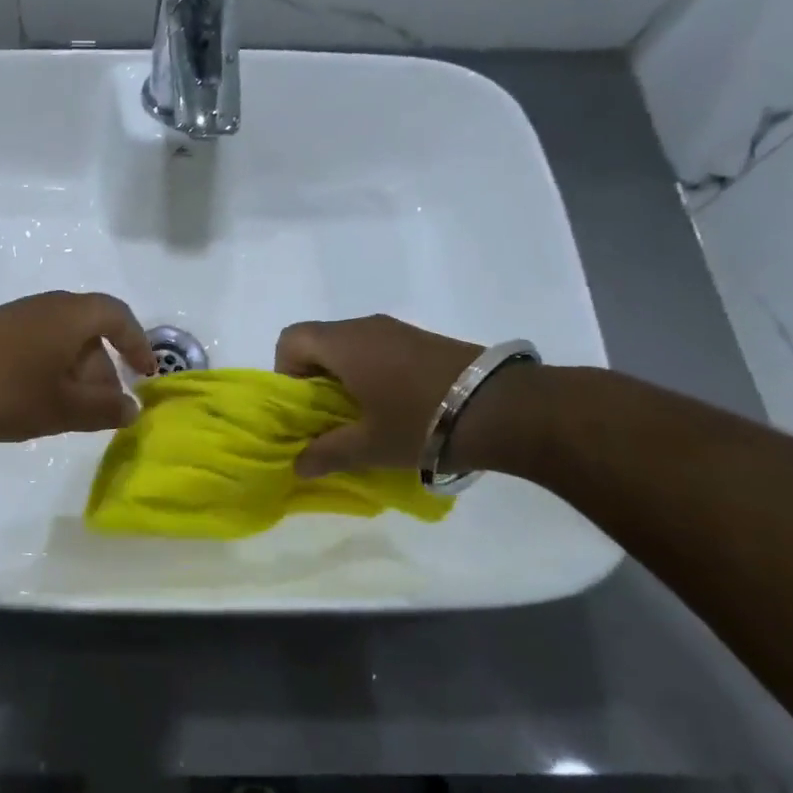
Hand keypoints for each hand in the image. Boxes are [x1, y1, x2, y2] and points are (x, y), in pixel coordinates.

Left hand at [0, 292, 155, 441]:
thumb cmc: (2, 392)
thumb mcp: (61, 409)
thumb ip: (103, 410)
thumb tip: (133, 408)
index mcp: (70, 315)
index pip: (118, 317)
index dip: (138, 344)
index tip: (146, 374)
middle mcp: (46, 307)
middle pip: (90, 332)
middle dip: (104, 371)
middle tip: (106, 410)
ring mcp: (17, 318)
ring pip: (63, 342)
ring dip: (77, 375)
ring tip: (73, 415)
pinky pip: (39, 347)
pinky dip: (51, 372)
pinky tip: (39, 405)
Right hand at [274, 315, 481, 476]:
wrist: (506, 409)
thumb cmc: (421, 423)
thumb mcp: (369, 446)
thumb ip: (326, 453)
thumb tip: (298, 466)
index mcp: (344, 344)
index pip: (291, 340)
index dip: (286, 371)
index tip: (305, 406)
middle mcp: (366, 327)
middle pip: (320, 342)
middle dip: (315, 379)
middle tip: (331, 418)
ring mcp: (399, 330)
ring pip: (351, 346)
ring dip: (346, 377)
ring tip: (365, 417)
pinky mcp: (424, 340)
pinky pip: (380, 349)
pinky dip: (373, 373)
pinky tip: (396, 408)